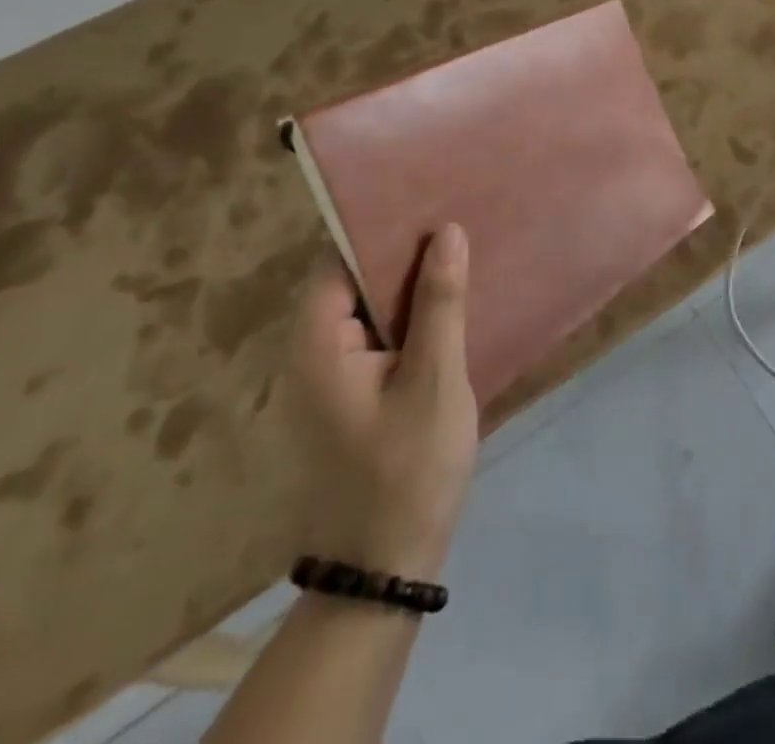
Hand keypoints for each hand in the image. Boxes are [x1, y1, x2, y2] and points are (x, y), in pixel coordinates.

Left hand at [289, 225, 480, 579]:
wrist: (385, 569)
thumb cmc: (408, 468)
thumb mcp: (434, 379)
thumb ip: (440, 303)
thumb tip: (448, 231)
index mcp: (318, 345)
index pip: (340, 263)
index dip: (384, 231)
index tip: (432, 205)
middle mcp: (312, 355)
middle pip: (355, 283)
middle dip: (406, 256)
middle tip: (459, 225)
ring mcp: (330, 379)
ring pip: (371, 311)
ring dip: (413, 288)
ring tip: (463, 255)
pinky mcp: (351, 397)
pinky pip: (380, 338)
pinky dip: (411, 319)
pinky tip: (452, 308)